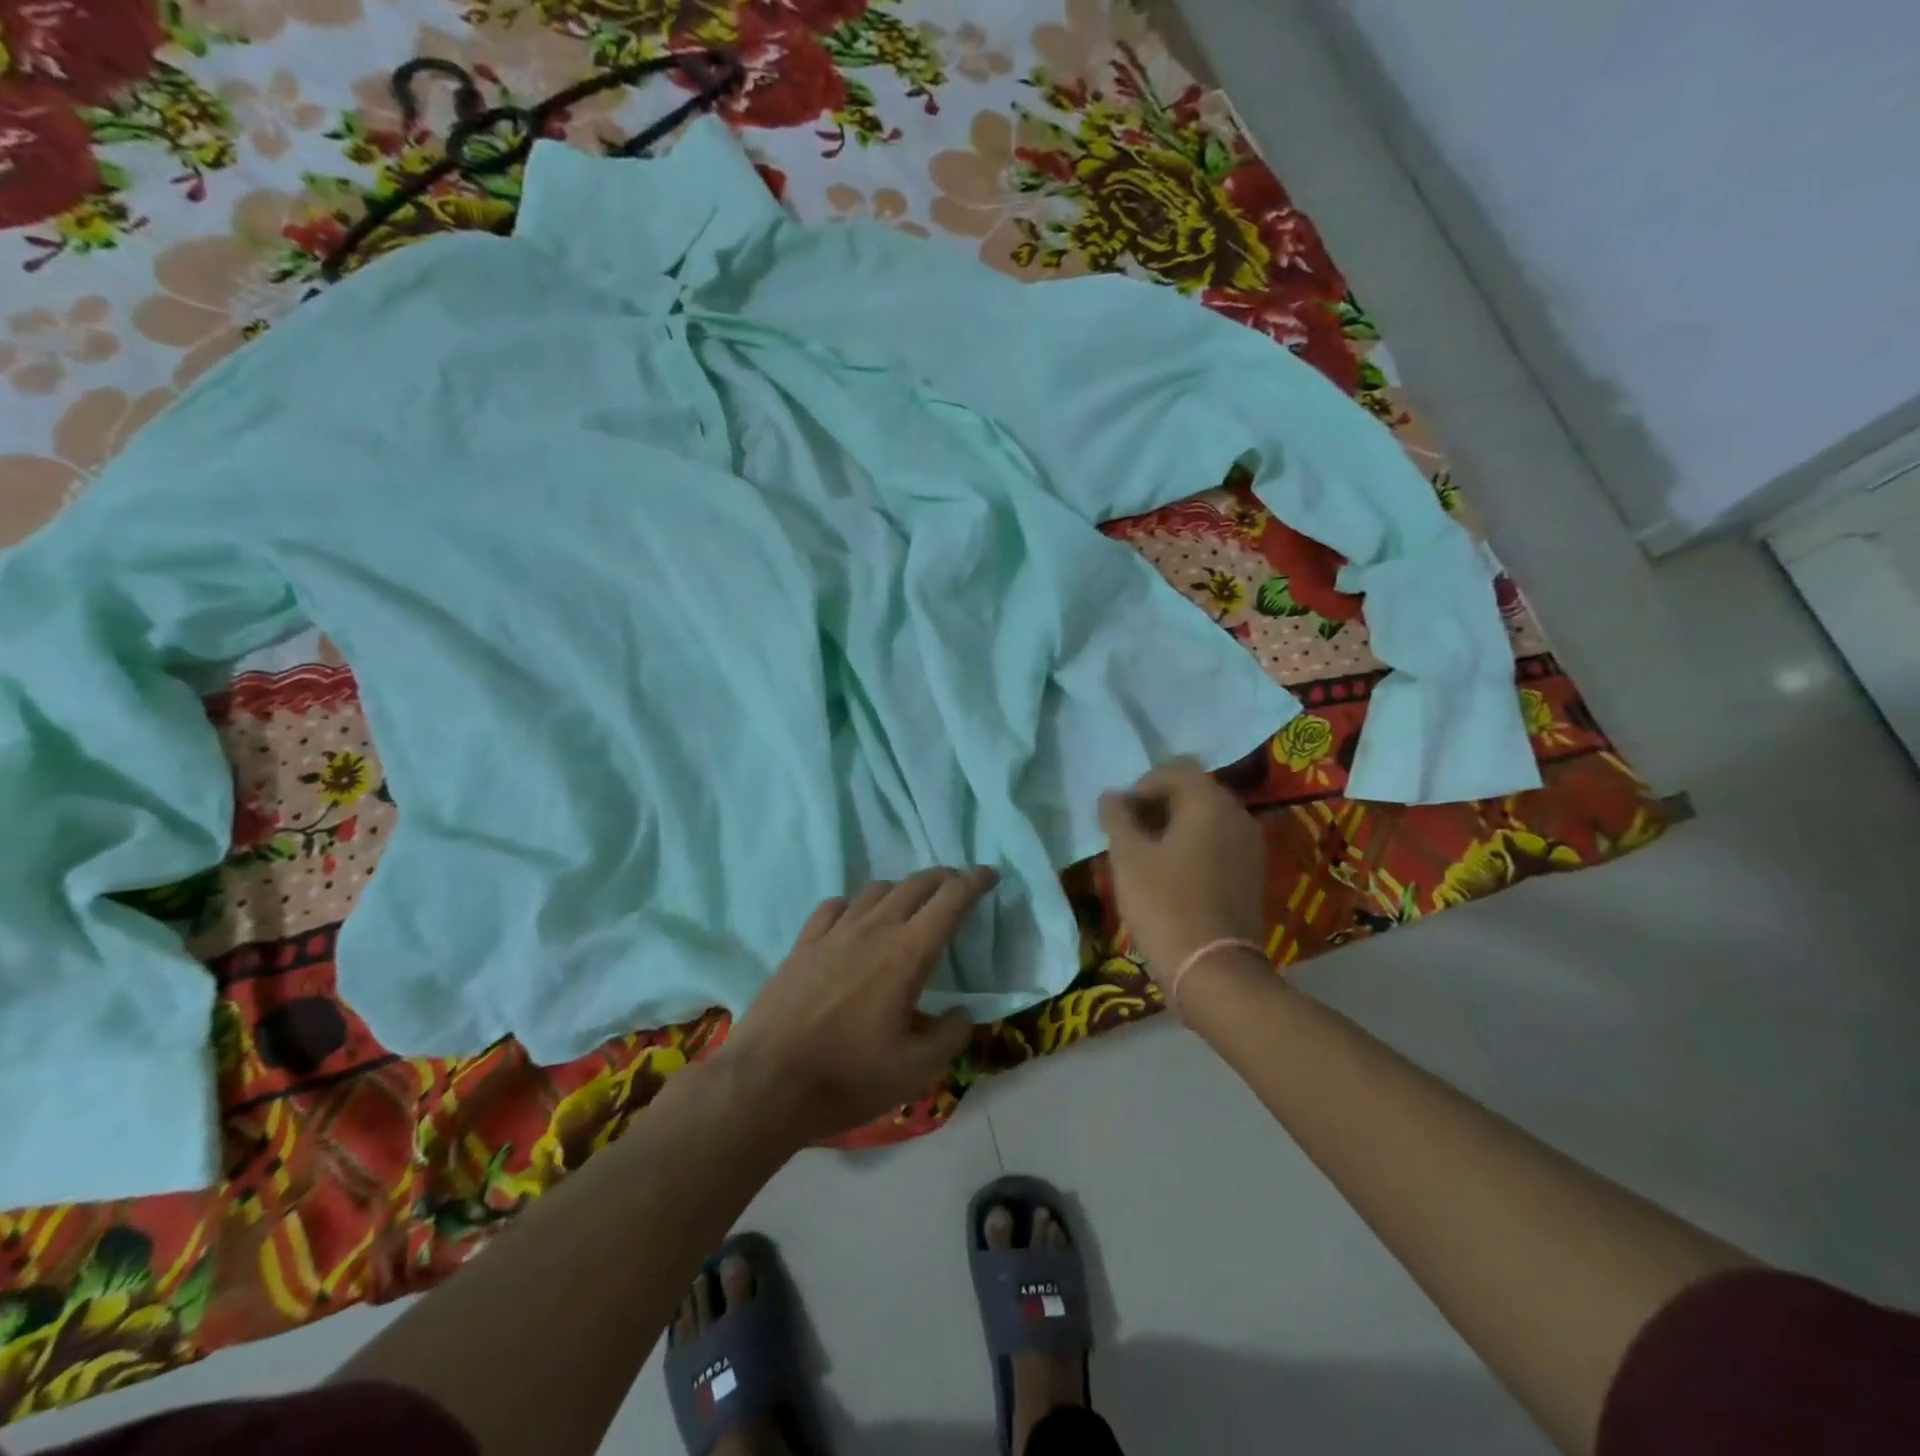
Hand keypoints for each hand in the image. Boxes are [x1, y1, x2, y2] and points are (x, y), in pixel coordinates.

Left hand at [717, 867, 993, 1144]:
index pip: (950, 901)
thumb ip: (949, 1038)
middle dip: (943, 878)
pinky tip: (854, 919)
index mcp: (907, 955)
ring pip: (876, 891)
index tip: (989, 873)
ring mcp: (834, 933)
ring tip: (910, 903)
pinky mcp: (803, 944)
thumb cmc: (847, 1078)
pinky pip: (835, 907)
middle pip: (915, 885)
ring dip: (902, 889)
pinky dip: (856, 904)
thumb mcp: (914, 1072)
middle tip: (958, 884)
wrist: (766, 1084)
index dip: (974, 882)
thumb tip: (963, 1014)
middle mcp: (873, 930)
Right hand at [1099, 758, 1267, 989]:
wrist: (1212, 970)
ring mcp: (1250, 847)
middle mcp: (1238, 815)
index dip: (1141, 786)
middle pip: (1193, 792)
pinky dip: (1194, 848)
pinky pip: (1219, 844)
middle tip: (1129, 834)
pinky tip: (1171, 876)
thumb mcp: (1128, 857)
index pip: (1174, 770)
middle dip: (1158, 805)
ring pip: (1206, 820)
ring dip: (1175, 828)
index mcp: (1209, 803)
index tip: (1120, 817)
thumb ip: (1117, 817)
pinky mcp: (1253, 875)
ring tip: (1146, 856)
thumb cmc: (1164, 904)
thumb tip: (1112, 796)